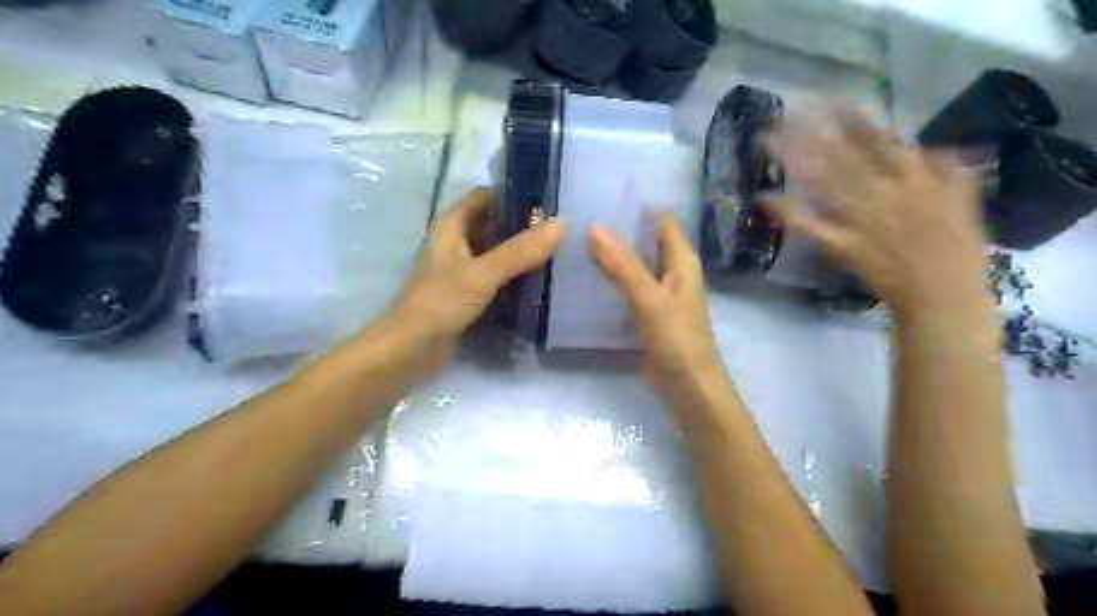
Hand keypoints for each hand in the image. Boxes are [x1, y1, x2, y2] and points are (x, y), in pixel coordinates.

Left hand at [388, 187, 563, 370]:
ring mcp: (461, 270)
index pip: (484, 196)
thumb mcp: (482, 274)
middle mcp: (455, 243)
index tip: (548, 199)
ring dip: (520, 252)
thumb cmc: (439, 304)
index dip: (513, 193)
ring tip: (557, 252)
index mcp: (451, 227)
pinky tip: (539, 281)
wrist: (409, 351)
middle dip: (523, 226)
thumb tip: (562, 225)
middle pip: (493, 224)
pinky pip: (495, 277)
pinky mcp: (467, 294)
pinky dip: (514, 275)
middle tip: (560, 231)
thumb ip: (520, 251)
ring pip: (496, 252)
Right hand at [588, 210, 726, 395]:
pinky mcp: (649, 312)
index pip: (661, 219)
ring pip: (636, 263)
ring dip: (614, 252)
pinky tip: (588, 273)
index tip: (605, 189)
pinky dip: (613, 277)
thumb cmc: (677, 339)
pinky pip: (630, 285)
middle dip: (620, 227)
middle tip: (582, 212)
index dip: (638, 204)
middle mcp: (673, 271)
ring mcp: (660, 292)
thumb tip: (594, 227)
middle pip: (646, 239)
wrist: (688, 386)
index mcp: (681, 260)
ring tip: (578, 237)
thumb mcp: (649, 299)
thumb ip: (623, 265)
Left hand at [766, 110, 990, 319]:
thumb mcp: (961, 200)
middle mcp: (883, 192)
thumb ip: (946, 169)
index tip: (826, 103)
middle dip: (810, 134)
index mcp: (914, 179)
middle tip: (781, 116)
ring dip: (794, 162)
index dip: (852, 120)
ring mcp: (860, 219)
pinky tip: (765, 198)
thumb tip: (930, 146)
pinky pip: (811, 226)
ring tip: (766, 146)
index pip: (880, 140)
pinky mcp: (842, 245)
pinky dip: (788, 212)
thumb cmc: (957, 250)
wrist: (943, 295)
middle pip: (841, 156)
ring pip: (823, 183)